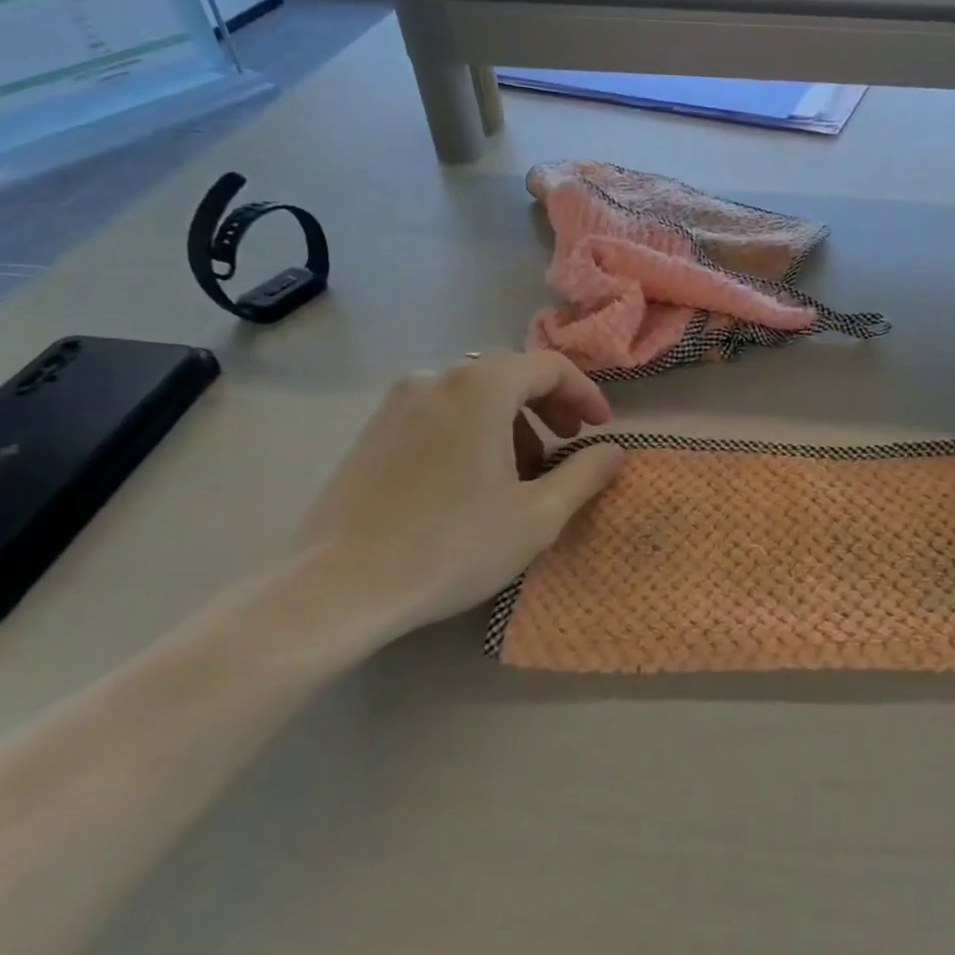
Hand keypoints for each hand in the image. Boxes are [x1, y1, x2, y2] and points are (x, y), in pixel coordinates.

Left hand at [291, 352, 623, 645]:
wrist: (340, 587)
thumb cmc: (453, 546)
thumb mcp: (538, 515)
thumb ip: (585, 474)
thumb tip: (614, 451)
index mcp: (481, 388)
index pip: (550, 367)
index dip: (585, 394)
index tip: (601, 429)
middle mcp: (436, 378)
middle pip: (509, 373)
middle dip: (548, 404)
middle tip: (568, 444)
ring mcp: (397, 403)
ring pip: (472, 394)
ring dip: (510, 419)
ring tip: (522, 471)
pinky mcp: (372, 431)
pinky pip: (438, 412)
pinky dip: (471, 429)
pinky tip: (473, 479)